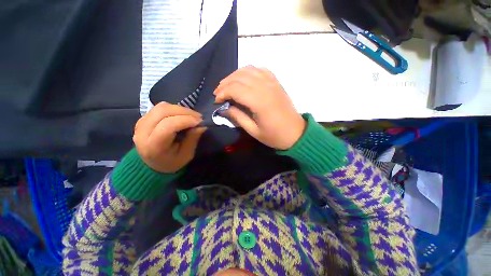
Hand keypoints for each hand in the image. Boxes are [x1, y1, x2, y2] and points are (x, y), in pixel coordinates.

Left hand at [133, 102, 205, 172]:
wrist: (151, 164)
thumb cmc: (171, 162)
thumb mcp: (186, 155)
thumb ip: (192, 139)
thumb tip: (201, 126)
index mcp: (153, 146)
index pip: (168, 125)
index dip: (186, 120)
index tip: (200, 122)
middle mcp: (143, 132)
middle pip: (163, 112)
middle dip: (185, 112)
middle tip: (198, 117)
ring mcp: (141, 122)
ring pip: (162, 107)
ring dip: (180, 109)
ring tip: (192, 116)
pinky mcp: (143, 118)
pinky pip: (160, 107)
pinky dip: (174, 109)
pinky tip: (182, 115)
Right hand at [214, 65, 305, 149]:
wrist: (295, 133)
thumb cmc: (274, 135)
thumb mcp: (254, 131)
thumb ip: (238, 117)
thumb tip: (225, 108)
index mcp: (259, 102)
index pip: (235, 89)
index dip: (222, 93)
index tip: (216, 101)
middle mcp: (265, 88)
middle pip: (239, 77)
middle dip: (225, 83)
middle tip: (218, 93)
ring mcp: (272, 83)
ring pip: (249, 70)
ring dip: (235, 75)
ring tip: (227, 84)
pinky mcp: (276, 82)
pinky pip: (261, 70)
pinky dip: (249, 71)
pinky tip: (244, 78)